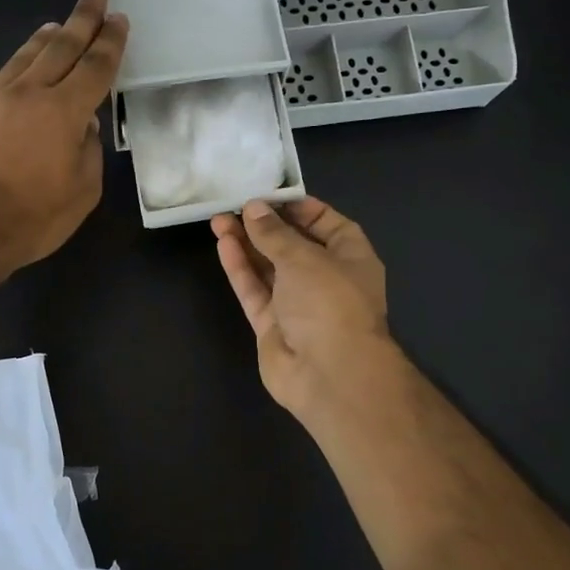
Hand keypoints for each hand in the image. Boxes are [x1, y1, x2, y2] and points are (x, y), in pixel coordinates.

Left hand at [0, 0, 128, 276]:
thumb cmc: (33, 218)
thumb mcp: (82, 193)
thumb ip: (88, 152)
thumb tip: (82, 127)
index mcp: (64, 111)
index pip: (95, 66)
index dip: (110, 42)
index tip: (119, 19)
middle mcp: (27, 94)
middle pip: (60, 47)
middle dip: (82, 20)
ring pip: (22, 58)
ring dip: (44, 39)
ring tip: (56, 25)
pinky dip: (10, 71)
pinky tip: (13, 71)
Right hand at [211, 197, 394, 421]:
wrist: (330, 374)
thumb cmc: (330, 302)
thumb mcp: (304, 257)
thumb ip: (274, 233)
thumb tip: (253, 209)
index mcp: (351, 258)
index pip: (327, 224)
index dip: (300, 209)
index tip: (270, 195)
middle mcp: (326, 279)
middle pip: (292, 246)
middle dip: (265, 226)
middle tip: (235, 205)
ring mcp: (298, 305)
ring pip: (269, 268)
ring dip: (246, 244)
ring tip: (218, 219)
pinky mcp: (273, 326)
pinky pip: (255, 291)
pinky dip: (241, 269)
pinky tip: (223, 245)